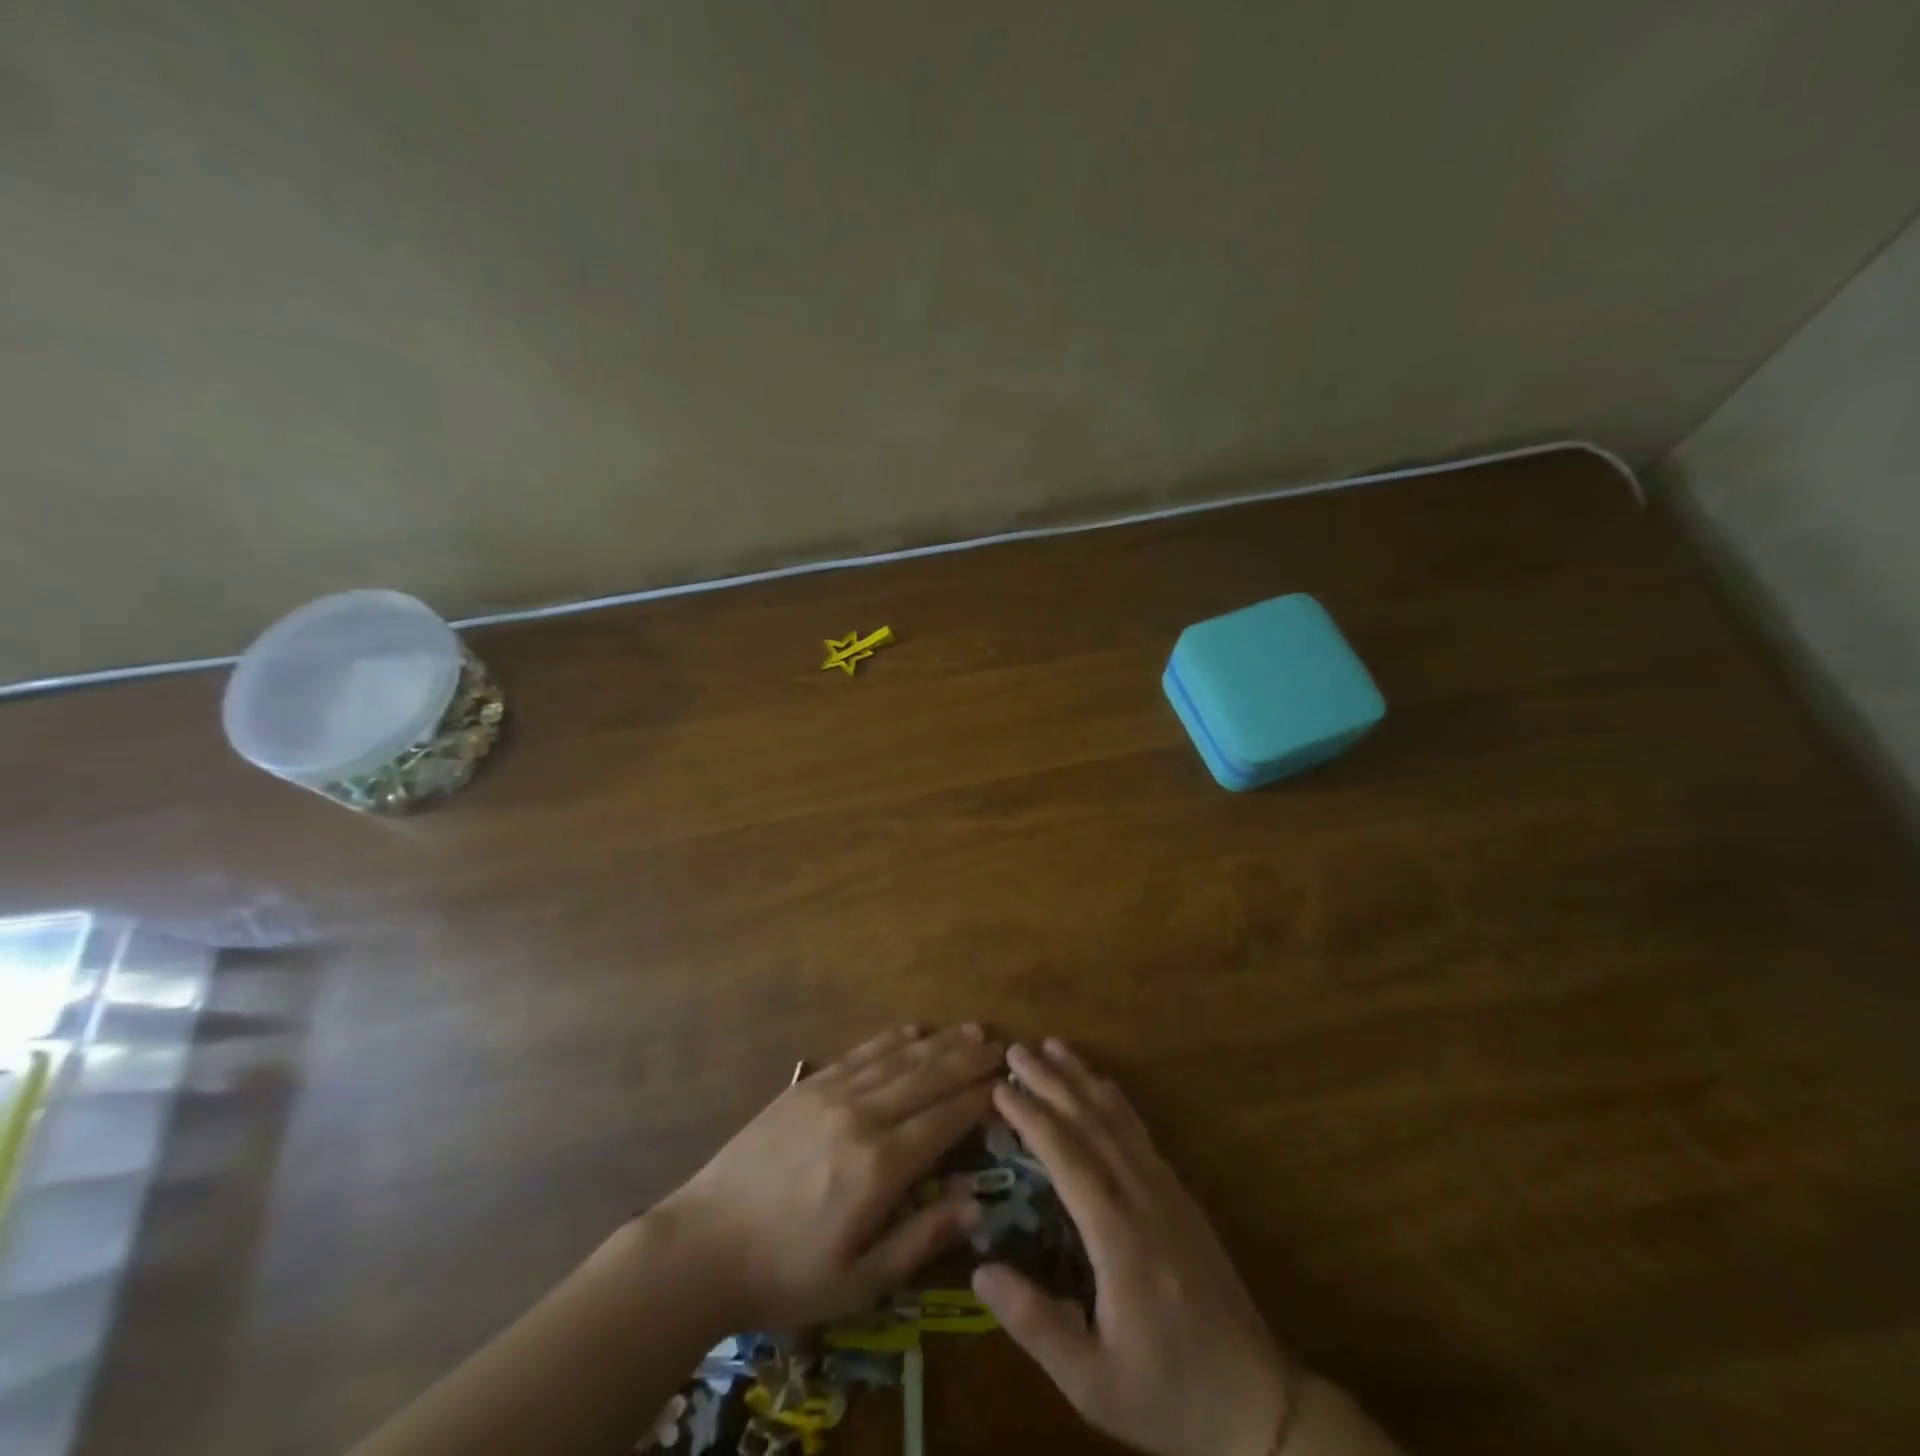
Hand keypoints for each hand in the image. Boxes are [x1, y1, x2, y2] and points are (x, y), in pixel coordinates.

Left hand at [654, 1023, 999, 1330]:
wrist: (703, 1245)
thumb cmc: (785, 1274)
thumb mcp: (859, 1283)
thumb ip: (921, 1239)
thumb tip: (976, 1203)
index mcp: (880, 1166)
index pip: (945, 1119)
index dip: (979, 1098)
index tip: (1006, 1083)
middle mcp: (863, 1116)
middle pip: (928, 1078)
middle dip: (967, 1060)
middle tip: (999, 1045)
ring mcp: (831, 1093)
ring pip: (898, 1058)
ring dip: (938, 1043)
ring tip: (969, 1030)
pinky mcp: (806, 1086)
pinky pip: (859, 1054)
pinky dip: (890, 1039)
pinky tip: (911, 1031)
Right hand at [972, 1041, 1292, 1455]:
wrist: (1256, 1404)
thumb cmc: (1166, 1395)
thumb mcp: (1091, 1381)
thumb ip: (1034, 1323)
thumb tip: (979, 1268)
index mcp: (1118, 1237)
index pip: (1067, 1156)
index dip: (1031, 1116)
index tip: (999, 1086)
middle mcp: (1143, 1198)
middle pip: (1091, 1122)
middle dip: (1051, 1082)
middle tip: (1016, 1049)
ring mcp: (1167, 1191)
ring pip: (1119, 1119)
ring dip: (1083, 1079)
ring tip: (1054, 1047)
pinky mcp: (1182, 1196)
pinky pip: (1141, 1132)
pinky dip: (1115, 1100)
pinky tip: (1102, 1087)